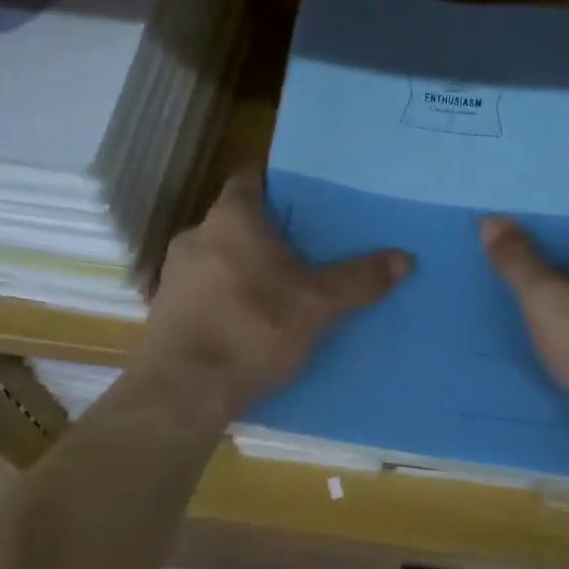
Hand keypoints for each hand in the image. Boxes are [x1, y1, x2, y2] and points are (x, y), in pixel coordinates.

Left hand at [135, 172, 411, 420]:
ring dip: (243, 269)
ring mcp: (173, 274)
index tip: (305, 202)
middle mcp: (195, 235)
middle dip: (266, 234)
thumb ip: (359, 279)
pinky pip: (202, 292)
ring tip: (278, 290)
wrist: (184, 389)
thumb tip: (404, 257)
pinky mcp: (164, 310)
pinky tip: (245, 323)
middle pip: (236, 222)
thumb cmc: (252, 328)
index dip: (277, 186)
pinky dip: (224, 299)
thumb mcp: (317, 305)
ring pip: (217, 258)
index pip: (251, 179)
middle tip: (303, 251)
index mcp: (231, 218)